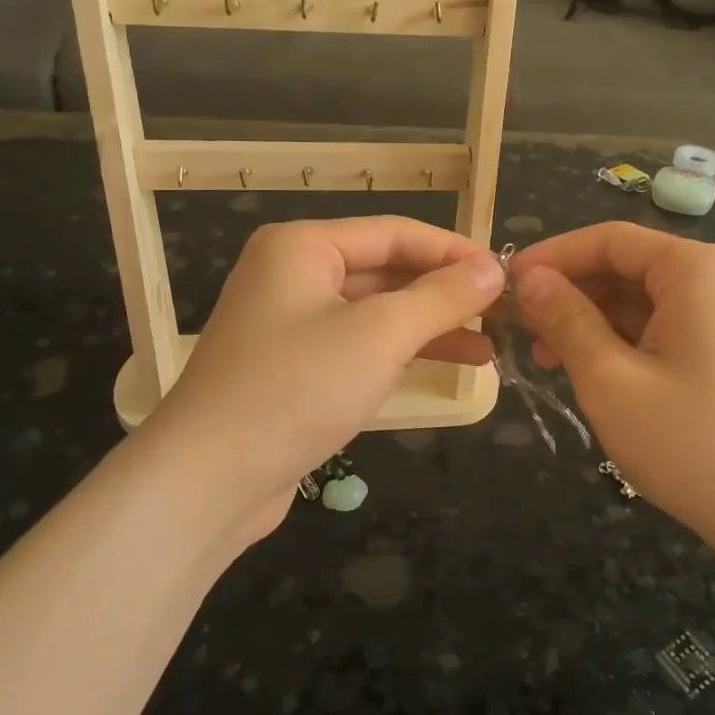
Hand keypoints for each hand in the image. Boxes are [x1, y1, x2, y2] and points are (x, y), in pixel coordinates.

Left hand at [139, 217, 503, 549]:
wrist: (208, 482)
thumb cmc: (296, 389)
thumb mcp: (379, 336)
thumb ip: (441, 297)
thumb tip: (494, 269)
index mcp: (304, 247)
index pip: (396, 232)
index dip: (455, 251)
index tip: (507, 275)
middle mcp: (295, 274)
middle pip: (387, 270)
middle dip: (446, 292)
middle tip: (505, 312)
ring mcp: (293, 323)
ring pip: (378, 311)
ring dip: (432, 325)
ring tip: (491, 345)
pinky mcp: (298, 367)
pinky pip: (362, 345)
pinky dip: (404, 352)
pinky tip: (450, 365)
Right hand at [510, 223, 714, 554]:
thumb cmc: (692, 443)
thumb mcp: (611, 380)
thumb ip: (566, 320)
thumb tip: (529, 278)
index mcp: (693, 270)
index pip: (608, 239)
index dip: (552, 256)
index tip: (505, 284)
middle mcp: (712, 279)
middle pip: (623, 267)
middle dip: (568, 293)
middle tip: (517, 326)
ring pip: (636, 300)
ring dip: (587, 321)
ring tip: (541, 356)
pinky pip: (656, 328)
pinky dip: (616, 342)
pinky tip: (583, 370)